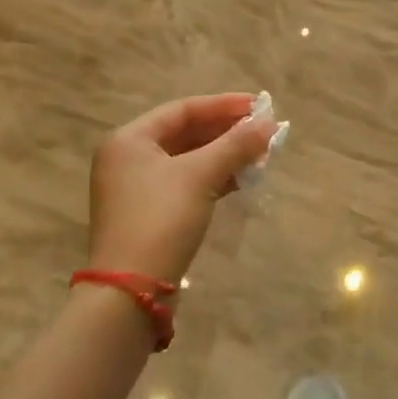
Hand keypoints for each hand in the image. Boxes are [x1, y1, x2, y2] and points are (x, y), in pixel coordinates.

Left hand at [86, 93, 276, 283]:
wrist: (131, 293)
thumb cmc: (161, 220)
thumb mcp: (201, 176)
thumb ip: (236, 144)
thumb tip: (269, 123)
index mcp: (129, 139)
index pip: (183, 110)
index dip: (224, 105)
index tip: (259, 106)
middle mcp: (128, 158)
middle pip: (185, 133)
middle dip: (226, 132)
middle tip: (263, 131)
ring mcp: (136, 189)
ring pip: (188, 160)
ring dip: (224, 155)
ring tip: (260, 154)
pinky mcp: (148, 214)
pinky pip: (185, 183)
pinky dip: (213, 178)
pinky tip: (241, 179)